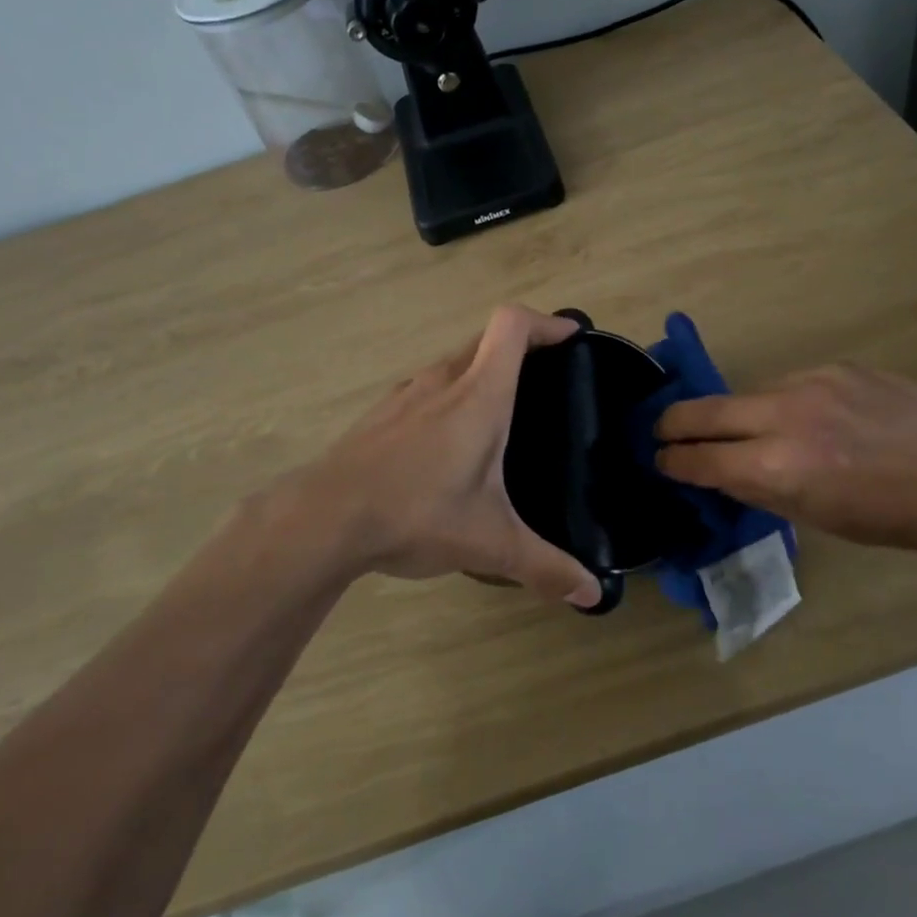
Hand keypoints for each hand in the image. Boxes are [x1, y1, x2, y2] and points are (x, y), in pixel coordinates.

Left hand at [275, 305, 603, 607]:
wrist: (323, 518)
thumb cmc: (415, 514)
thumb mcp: (489, 544)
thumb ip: (545, 566)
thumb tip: (593, 594)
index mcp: (478, 395)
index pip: (511, 325)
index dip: (545, 321)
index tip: (570, 337)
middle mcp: (442, 381)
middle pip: (486, 338)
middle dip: (521, 347)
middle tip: (547, 379)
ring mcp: (406, 395)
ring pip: (453, 363)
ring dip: (482, 371)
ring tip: (502, 412)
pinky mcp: (381, 414)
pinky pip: (426, 388)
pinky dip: (449, 395)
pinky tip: (448, 443)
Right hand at [654, 363, 916, 565]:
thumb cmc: (889, 517)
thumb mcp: (814, 516)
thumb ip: (759, 488)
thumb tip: (722, 470)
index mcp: (775, 467)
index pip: (699, 457)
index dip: (672, 460)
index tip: (658, 459)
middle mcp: (783, 416)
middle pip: (703, 410)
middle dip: (673, 422)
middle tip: (661, 430)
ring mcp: (810, 382)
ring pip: (750, 393)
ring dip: (741, 414)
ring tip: (760, 431)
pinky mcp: (837, 366)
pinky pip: (792, 382)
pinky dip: (787, 402)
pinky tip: (815, 418)